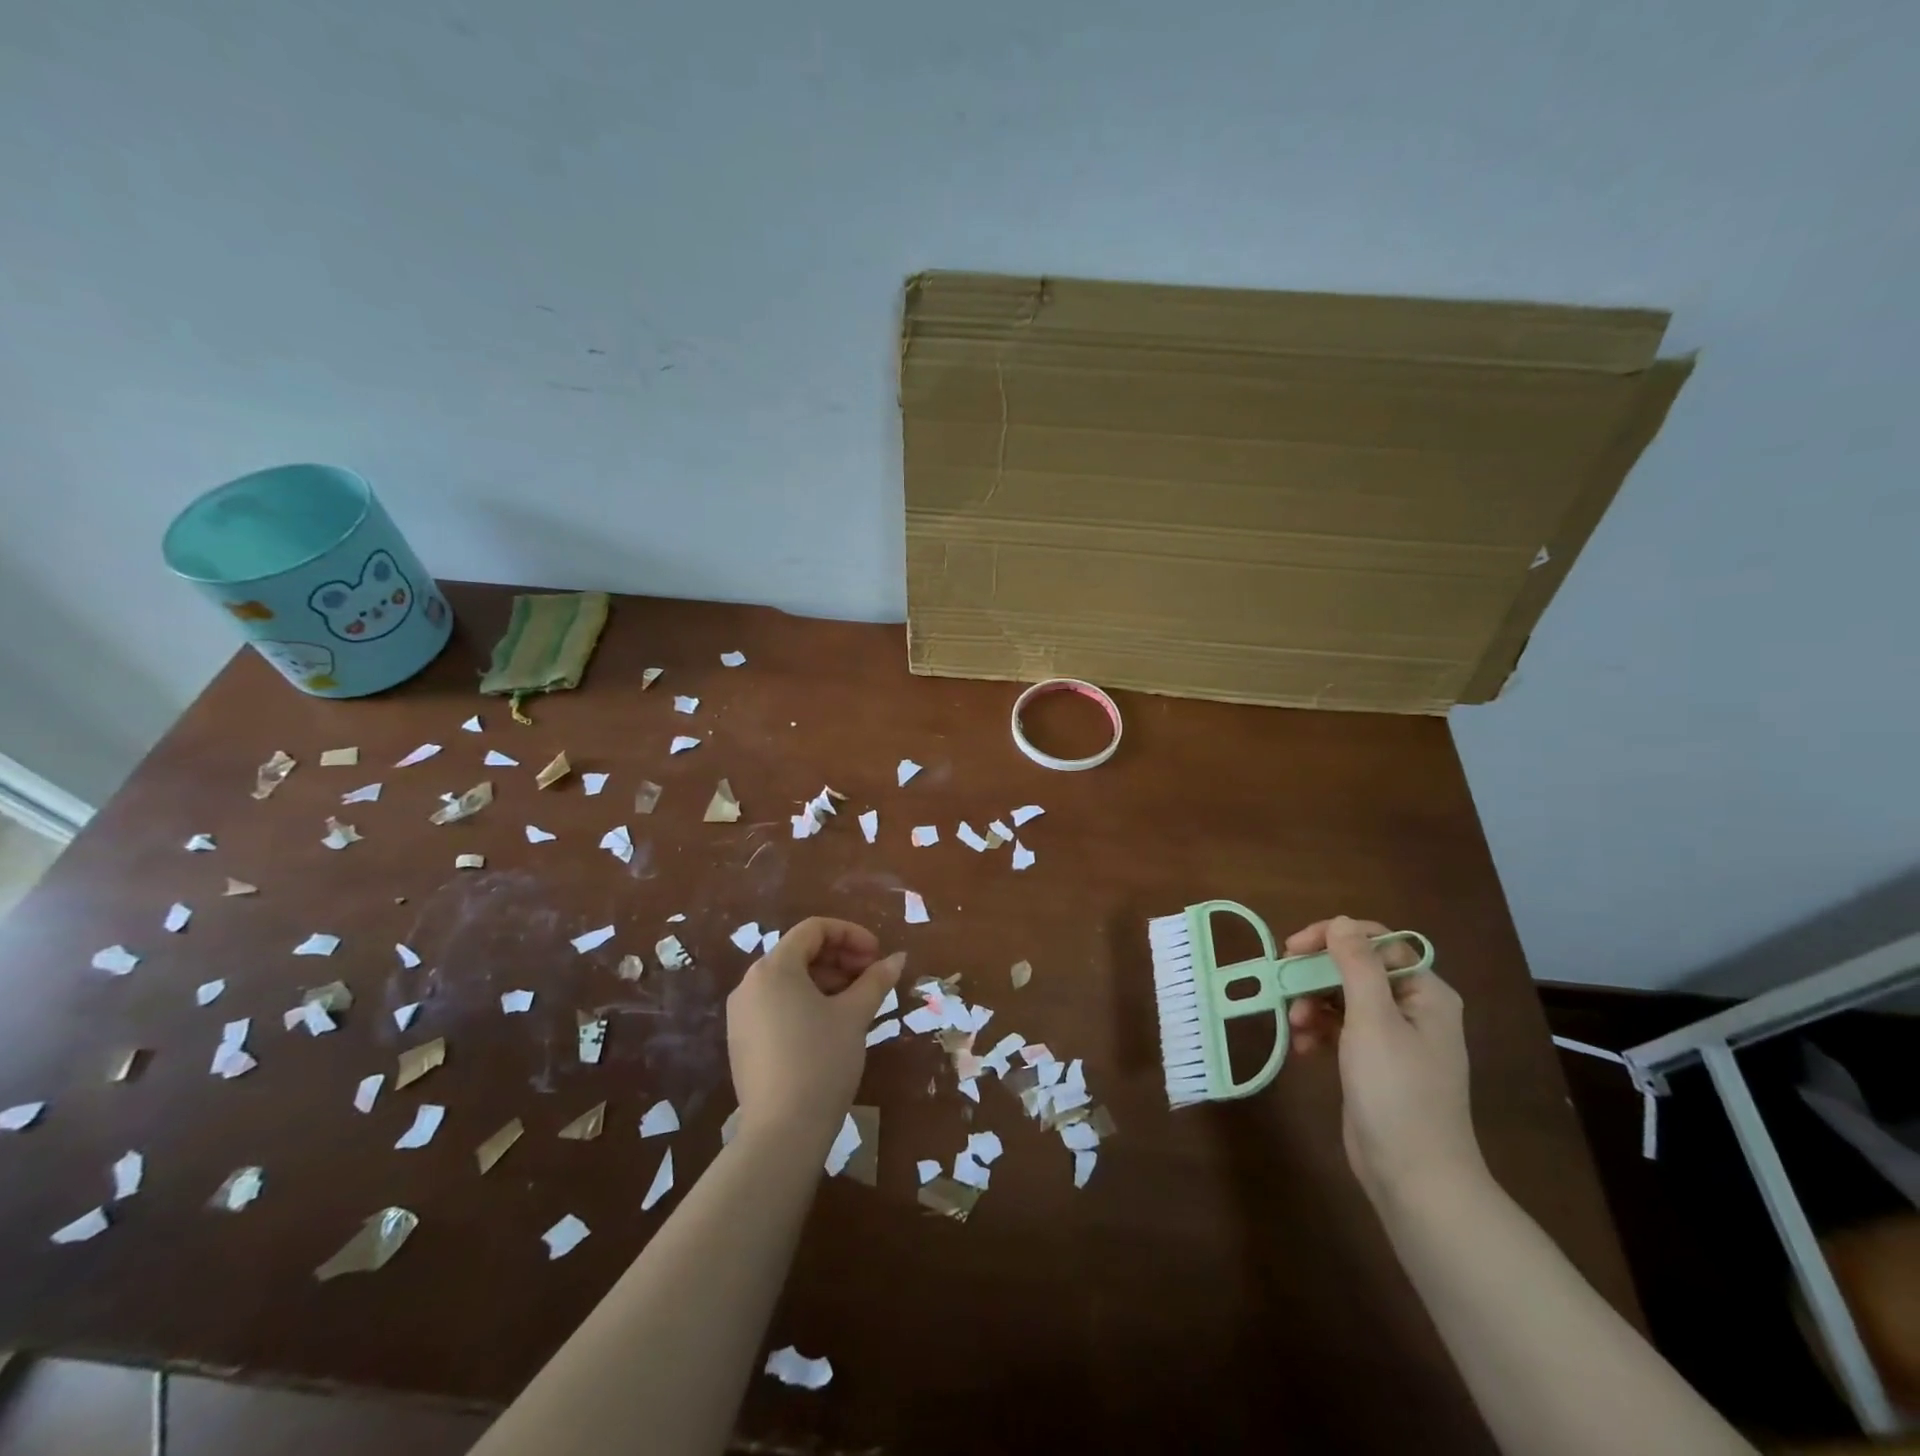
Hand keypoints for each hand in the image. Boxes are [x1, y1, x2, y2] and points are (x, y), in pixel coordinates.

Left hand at [726, 917, 903, 1141]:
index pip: (814, 929)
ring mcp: (741, 1014)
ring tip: (857, 1002)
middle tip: (872, 978)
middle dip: (840, 958)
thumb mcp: (854, 1015)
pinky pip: (776, 1004)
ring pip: (789, 980)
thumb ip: (876, 980)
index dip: (851, 934)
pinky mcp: (741, 1040)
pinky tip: (831, 1024)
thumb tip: (897, 958)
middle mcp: (750, 983)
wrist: (782, 1132)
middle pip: (799, 952)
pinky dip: (806, 1002)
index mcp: (774, 968)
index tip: (878, 955)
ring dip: (826, 980)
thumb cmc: (822, 1060)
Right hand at [1286, 916, 1484, 1204]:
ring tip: (1294, 1026)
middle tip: (1282, 984)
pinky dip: (1318, 1032)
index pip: (1377, 942)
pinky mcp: (1375, 1063)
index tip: (1293, 949)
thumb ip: (1356, 966)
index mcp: (1426, 993)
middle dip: (1316, 975)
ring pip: (1343, 998)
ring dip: (1312, 1004)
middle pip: (1355, 968)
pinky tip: (1302, 1049)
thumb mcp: (1373, 1020)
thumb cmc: (1397, 1092)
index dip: (1333, 937)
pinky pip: (1340, 1029)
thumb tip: (1341, 921)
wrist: (1415, 1177)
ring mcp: (1395, 1038)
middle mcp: (1414, 1008)